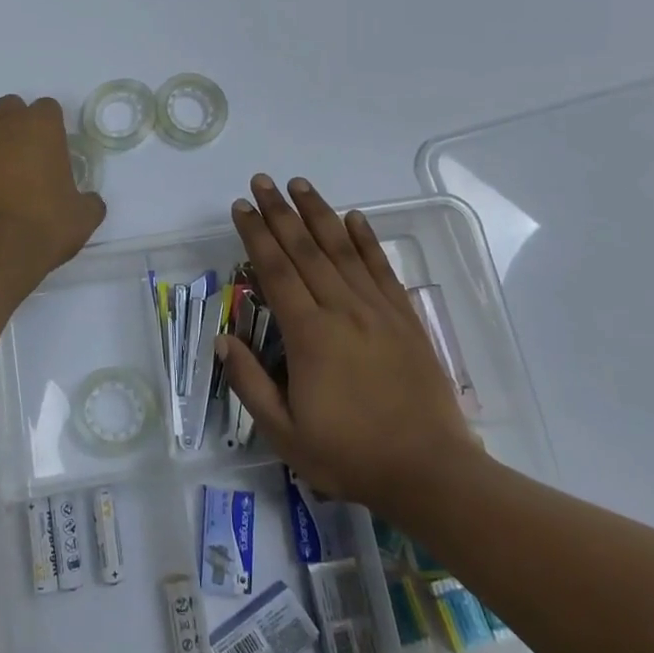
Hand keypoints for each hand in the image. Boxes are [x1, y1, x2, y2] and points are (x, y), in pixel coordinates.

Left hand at [0, 95, 105, 278]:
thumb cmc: (43, 228)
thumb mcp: (83, 218)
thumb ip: (88, 200)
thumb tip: (88, 200)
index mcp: (39, 126)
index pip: (47, 108)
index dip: (50, 129)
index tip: (52, 153)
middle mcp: (0, 123)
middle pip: (9, 109)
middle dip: (16, 127)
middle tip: (22, 161)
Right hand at [219, 175, 483, 511]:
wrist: (431, 472)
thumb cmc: (351, 455)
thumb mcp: (285, 434)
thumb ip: (250, 384)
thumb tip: (222, 340)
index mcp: (310, 335)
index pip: (276, 271)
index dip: (256, 235)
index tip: (241, 207)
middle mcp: (342, 310)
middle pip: (306, 249)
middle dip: (280, 212)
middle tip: (263, 180)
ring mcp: (378, 311)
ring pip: (342, 249)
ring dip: (318, 213)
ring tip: (300, 184)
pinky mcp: (405, 318)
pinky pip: (381, 268)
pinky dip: (366, 240)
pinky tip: (354, 218)